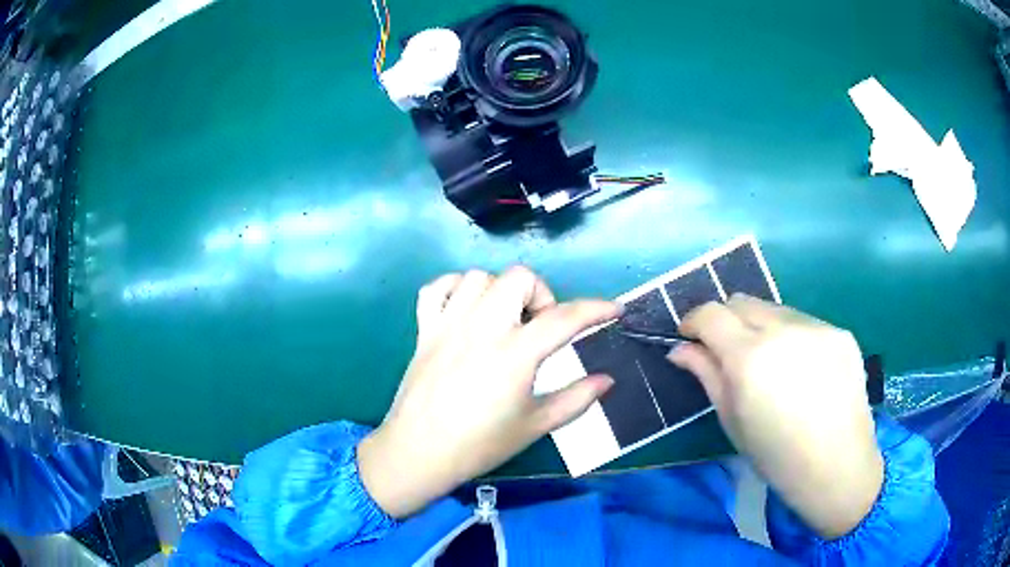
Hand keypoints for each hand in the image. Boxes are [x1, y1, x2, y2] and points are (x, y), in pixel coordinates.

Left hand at [358, 267, 620, 517]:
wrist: (419, 453)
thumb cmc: (480, 445)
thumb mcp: (535, 426)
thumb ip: (576, 399)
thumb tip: (607, 380)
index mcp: (514, 353)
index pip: (564, 318)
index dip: (596, 309)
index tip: (613, 309)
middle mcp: (481, 327)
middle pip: (518, 278)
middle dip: (541, 294)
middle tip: (540, 327)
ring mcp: (448, 324)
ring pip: (479, 276)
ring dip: (500, 290)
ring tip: (504, 319)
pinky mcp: (424, 329)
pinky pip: (436, 288)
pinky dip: (455, 288)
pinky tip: (466, 309)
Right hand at [669, 295, 882, 539]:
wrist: (836, 466)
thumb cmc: (776, 456)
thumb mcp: (732, 421)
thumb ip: (707, 375)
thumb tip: (681, 349)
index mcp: (749, 358)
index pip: (711, 314)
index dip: (693, 321)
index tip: (690, 336)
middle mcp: (783, 330)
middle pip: (742, 301)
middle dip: (727, 321)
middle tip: (729, 352)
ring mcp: (816, 327)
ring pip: (775, 310)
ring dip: (762, 328)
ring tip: (771, 364)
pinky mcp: (839, 332)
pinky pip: (804, 323)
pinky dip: (792, 338)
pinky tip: (802, 370)